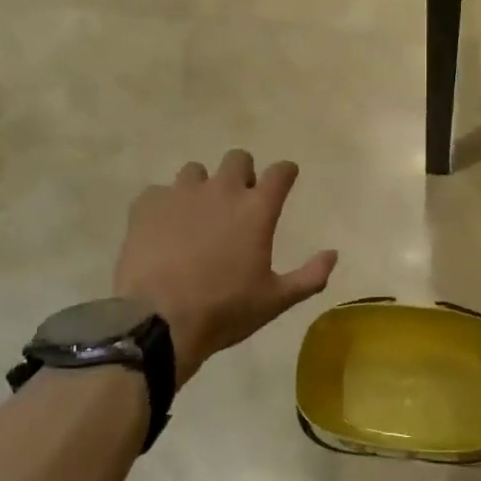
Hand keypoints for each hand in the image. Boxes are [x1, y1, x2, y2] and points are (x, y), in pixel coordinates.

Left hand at [114, 151, 337, 385]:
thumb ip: (311, 276)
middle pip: (238, 159)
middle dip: (243, 173)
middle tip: (239, 200)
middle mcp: (222, 190)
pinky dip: (165, 206)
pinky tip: (164, 229)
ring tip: (197, 215)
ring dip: (202, 187)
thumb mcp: (276, 300)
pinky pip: (159, 192)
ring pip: (196, 171)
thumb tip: (333, 254)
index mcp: (257, 209)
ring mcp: (181, 194)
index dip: (286, 173)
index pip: (281, 172)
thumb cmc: (225, 310)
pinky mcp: (147, 205)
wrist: (159, 321)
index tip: (286, 178)